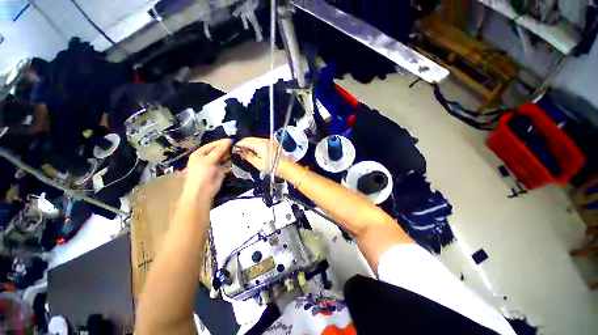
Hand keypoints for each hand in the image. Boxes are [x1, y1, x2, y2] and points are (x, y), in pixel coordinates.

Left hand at [183, 139, 231, 200]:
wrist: (202, 190)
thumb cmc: (202, 173)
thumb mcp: (209, 159)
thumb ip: (219, 150)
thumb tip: (228, 140)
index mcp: (200, 153)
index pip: (212, 145)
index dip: (221, 142)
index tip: (232, 140)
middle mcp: (207, 158)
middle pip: (218, 151)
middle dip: (226, 148)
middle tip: (237, 145)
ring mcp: (214, 164)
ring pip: (223, 157)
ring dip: (229, 155)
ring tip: (238, 150)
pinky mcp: (221, 171)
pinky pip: (227, 164)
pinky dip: (231, 162)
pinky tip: (237, 158)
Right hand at [234, 137, 289, 174]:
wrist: (286, 167)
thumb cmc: (272, 167)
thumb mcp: (257, 163)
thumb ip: (247, 156)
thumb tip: (240, 151)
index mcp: (260, 144)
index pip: (245, 140)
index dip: (238, 144)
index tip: (235, 149)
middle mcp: (264, 140)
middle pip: (250, 139)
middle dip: (243, 144)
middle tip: (240, 152)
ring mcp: (269, 141)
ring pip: (255, 140)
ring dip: (249, 144)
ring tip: (247, 153)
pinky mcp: (272, 143)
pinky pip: (260, 142)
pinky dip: (255, 145)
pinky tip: (255, 152)